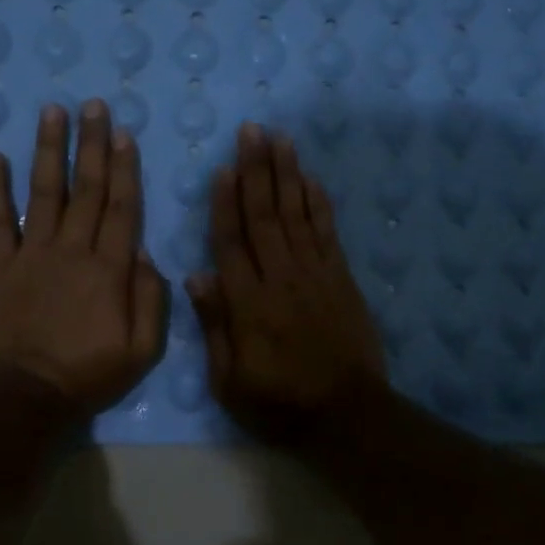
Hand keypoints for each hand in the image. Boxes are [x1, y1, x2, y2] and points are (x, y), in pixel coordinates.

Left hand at [0, 101, 167, 413]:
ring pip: (44, 192)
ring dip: (48, 150)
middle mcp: (72, 250)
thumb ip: (150, 298)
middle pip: (85, 188)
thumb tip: (145, 252)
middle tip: (93, 106)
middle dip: (91, 144)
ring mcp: (32, 254)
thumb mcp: (142, 349)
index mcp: (109, 268)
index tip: (123, 134)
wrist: (27, 395)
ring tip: (51, 112)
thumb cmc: (89, 374)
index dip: (124, 168)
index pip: (121, 207)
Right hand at [186, 123, 387, 439]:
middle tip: (252, 130)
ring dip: (287, 174)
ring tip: (280, 138)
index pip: (231, 241)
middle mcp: (280, 277)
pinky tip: (311, 179)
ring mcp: (315, 274)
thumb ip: (214, 326)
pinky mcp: (341, 278)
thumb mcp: (230, 381)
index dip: (225, 202)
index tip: (223, 166)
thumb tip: (197, 276)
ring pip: (296, 214)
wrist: (347, 414)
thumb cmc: (279, 403)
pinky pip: (327, 232)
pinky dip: (319, 203)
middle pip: (265, 215)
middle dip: (257, 170)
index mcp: (248, 302)